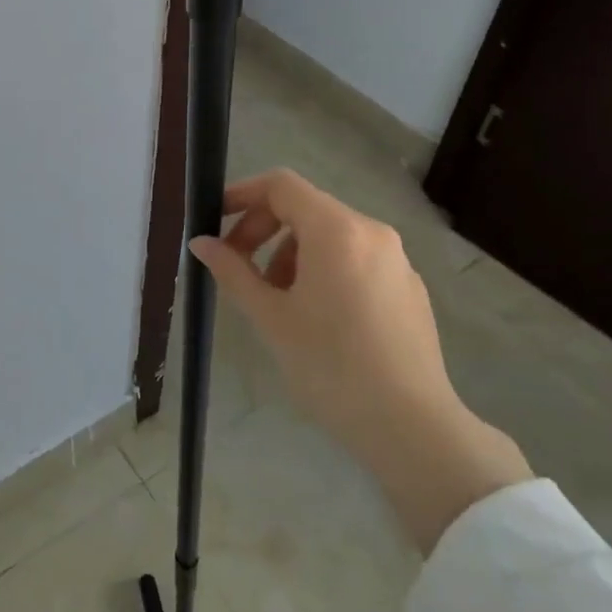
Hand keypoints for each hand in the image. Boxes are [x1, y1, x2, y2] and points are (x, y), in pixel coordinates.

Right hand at [191, 169, 531, 553]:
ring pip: (331, 236)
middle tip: (238, 269)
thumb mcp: (270, 317)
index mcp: (337, 231)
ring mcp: (397, 259)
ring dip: (292, 254)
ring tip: (277, 301)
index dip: (242, 195)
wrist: (410, 426)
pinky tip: (317, 318)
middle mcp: (372, 232)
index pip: (281, 186)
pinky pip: (357, 260)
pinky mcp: (409, 287)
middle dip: (264, 230)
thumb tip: (201, 243)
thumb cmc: (330, 367)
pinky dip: (325, 270)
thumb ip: (232, 271)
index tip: (215, 222)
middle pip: (306, 208)